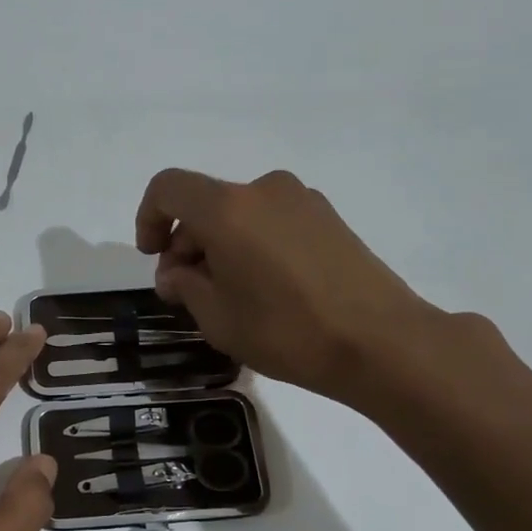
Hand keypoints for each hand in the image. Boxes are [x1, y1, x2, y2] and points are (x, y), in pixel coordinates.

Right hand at [135, 168, 448, 407]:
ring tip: (231, 294)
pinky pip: (271, 221)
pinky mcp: (328, 217)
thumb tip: (177, 272)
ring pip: (239, 214)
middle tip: (189, 291)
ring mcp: (301, 200)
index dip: (149, 218)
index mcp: (227, 208)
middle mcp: (263, 190)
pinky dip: (253, 244)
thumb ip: (184, 285)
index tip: (154, 257)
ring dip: (220, 245)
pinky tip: (266, 288)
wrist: (382, 342)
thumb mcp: (217, 318)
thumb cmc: (287, 330)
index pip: (168, 188)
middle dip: (186, 242)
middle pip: (205, 203)